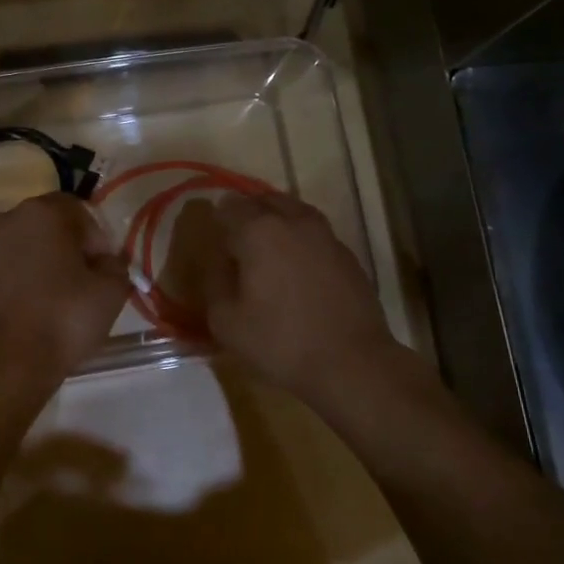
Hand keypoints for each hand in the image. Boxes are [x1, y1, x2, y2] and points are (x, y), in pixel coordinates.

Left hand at [0, 193, 130, 384]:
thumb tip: (107, 261)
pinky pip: (10, 267)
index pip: (80, 211)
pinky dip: (25, 279)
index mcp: (44, 211)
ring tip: (61, 298)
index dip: (98, 240)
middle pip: (51, 225)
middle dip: (71, 248)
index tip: (104, 270)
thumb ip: (116, 264)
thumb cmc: (64, 317)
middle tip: (86, 283)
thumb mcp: (112, 291)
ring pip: (28, 246)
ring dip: (46, 263)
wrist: (7, 360)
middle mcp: (9, 218)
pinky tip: (37, 307)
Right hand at [197, 191, 398, 406]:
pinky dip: (299, 239)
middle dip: (246, 213)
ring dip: (276, 221)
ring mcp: (325, 235)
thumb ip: (214, 282)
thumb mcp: (226, 321)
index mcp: (259, 231)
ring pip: (293, 211)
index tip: (212, 238)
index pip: (228, 207)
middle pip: (263, 200)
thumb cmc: (280, 341)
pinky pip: (314, 232)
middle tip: (235, 239)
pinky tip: (295, 266)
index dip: (216, 219)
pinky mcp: (346, 254)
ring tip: (265, 248)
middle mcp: (293, 221)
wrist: (351, 362)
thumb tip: (218, 262)